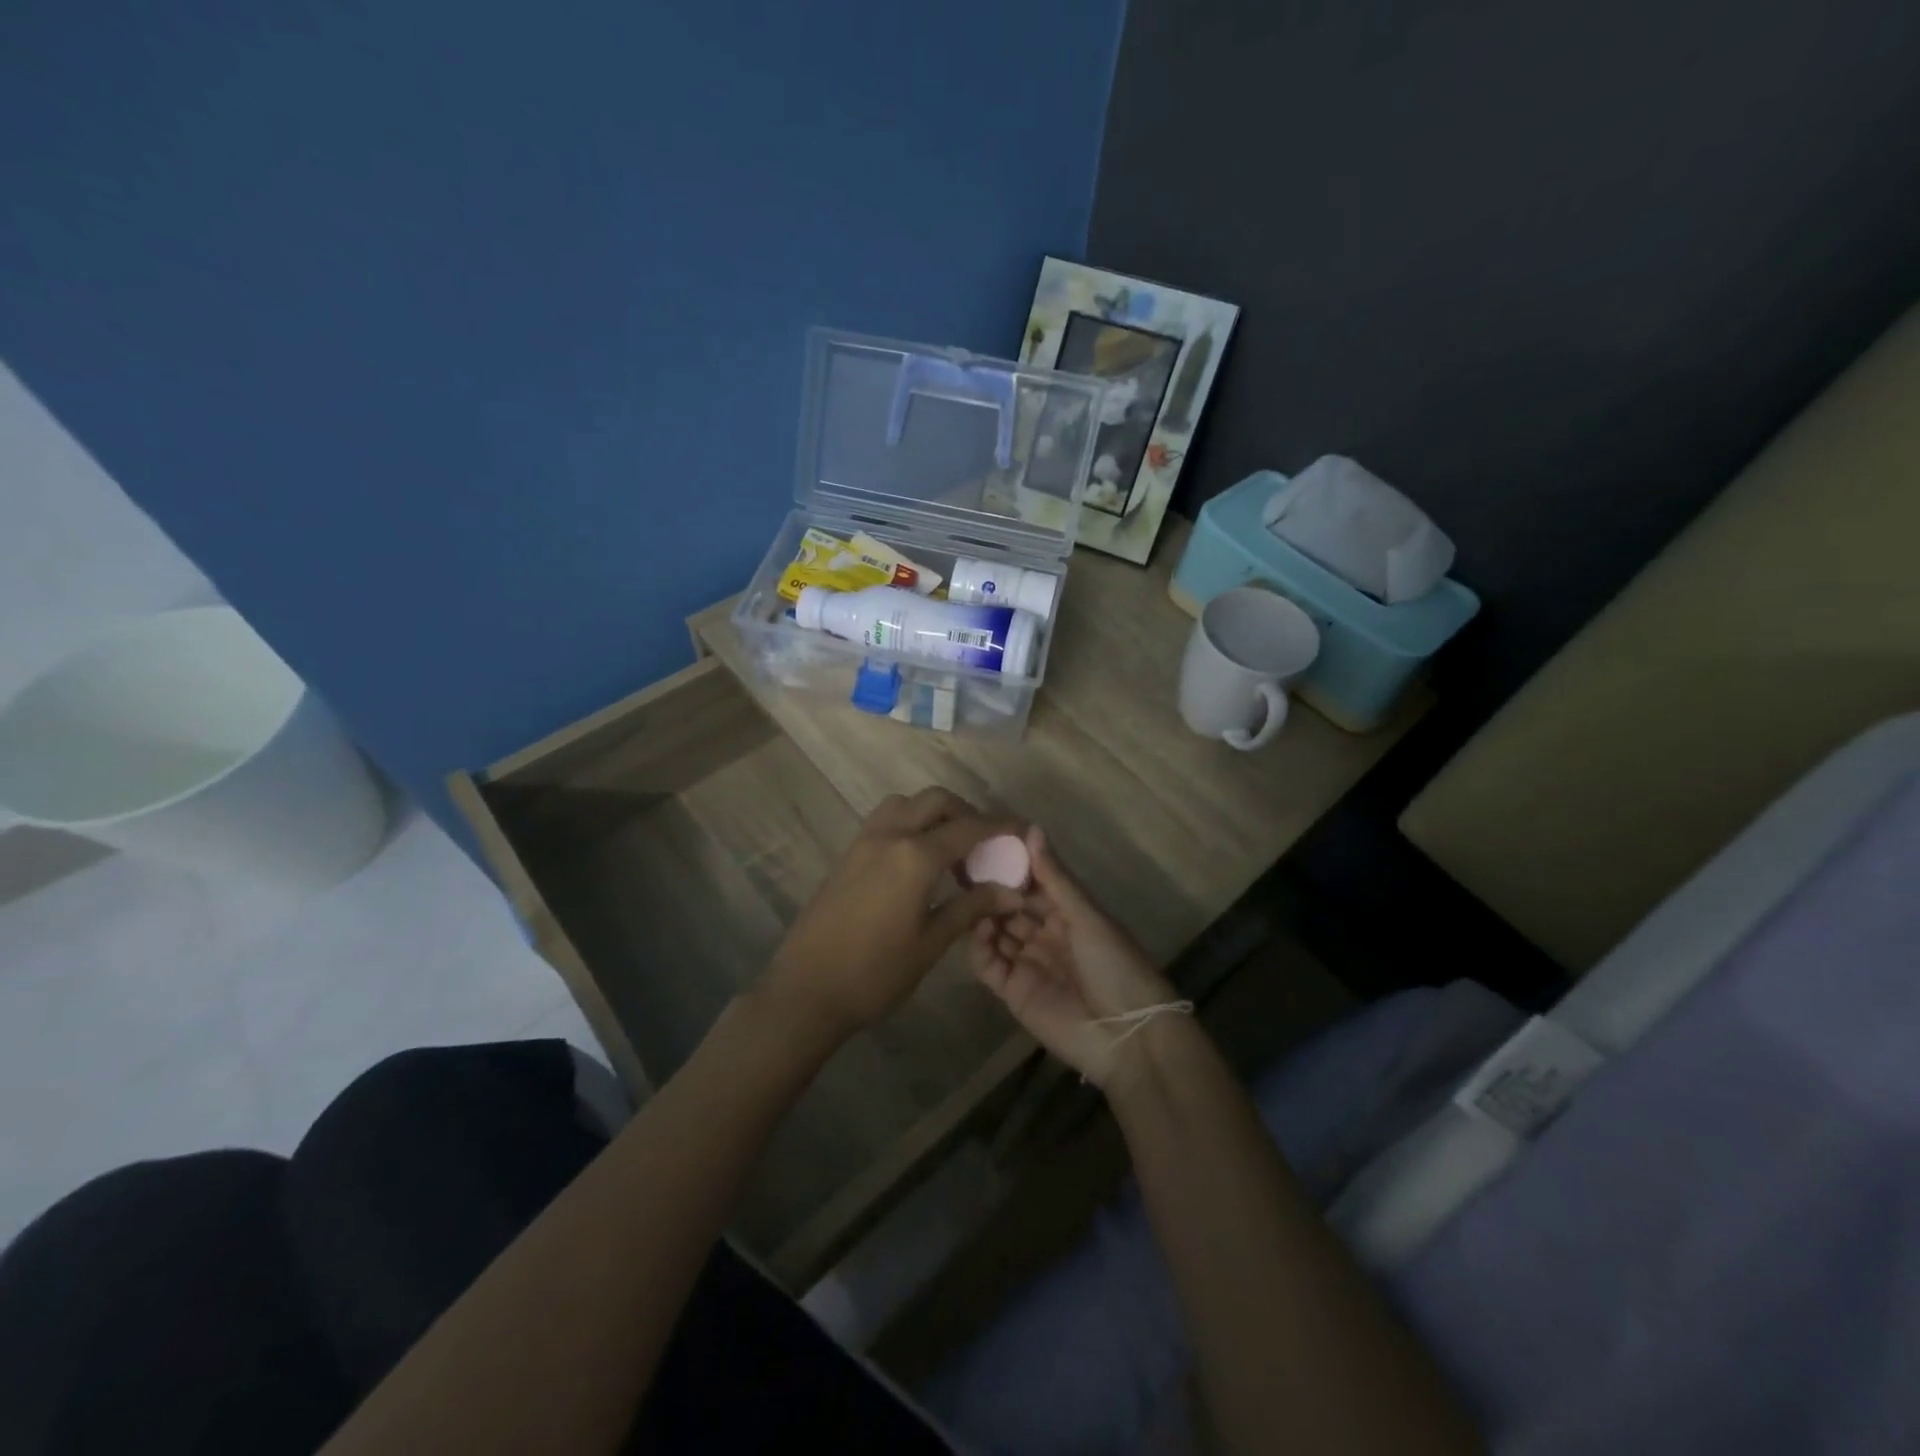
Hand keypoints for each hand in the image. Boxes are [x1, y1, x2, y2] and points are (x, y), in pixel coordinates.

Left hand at [763, 787, 1022, 1041]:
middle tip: (984, 843)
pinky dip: (909, 822)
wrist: (806, 990)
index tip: (1023, 829)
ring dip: (933, 812)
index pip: (969, 827)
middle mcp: (889, 836)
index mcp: (915, 856)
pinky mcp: (847, 854)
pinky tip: (916, 859)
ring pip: (906, 803)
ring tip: (950, 847)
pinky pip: (884, 819)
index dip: (1000, 826)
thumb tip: (1012, 892)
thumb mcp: (931, 942)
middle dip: (966, 812)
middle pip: (936, 801)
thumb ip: (972, 907)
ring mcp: (863, 841)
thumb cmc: (875, 973)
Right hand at [968, 825, 1181, 1087]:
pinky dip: (979, 947)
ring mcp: (1027, 963)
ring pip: (995, 932)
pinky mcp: (1012, 992)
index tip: (984, 842)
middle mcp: (1045, 934)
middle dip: (990, 888)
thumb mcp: (1087, 916)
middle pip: (1010, 906)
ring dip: (982, 915)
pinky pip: (988, 965)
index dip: (1011, 865)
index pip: (1033, 883)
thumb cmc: (1116, 965)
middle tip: (962, 866)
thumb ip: (1054, 877)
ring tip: (966, 895)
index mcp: (1068, 914)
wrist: (1128, 1036)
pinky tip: (978, 929)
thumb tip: (1031, 828)